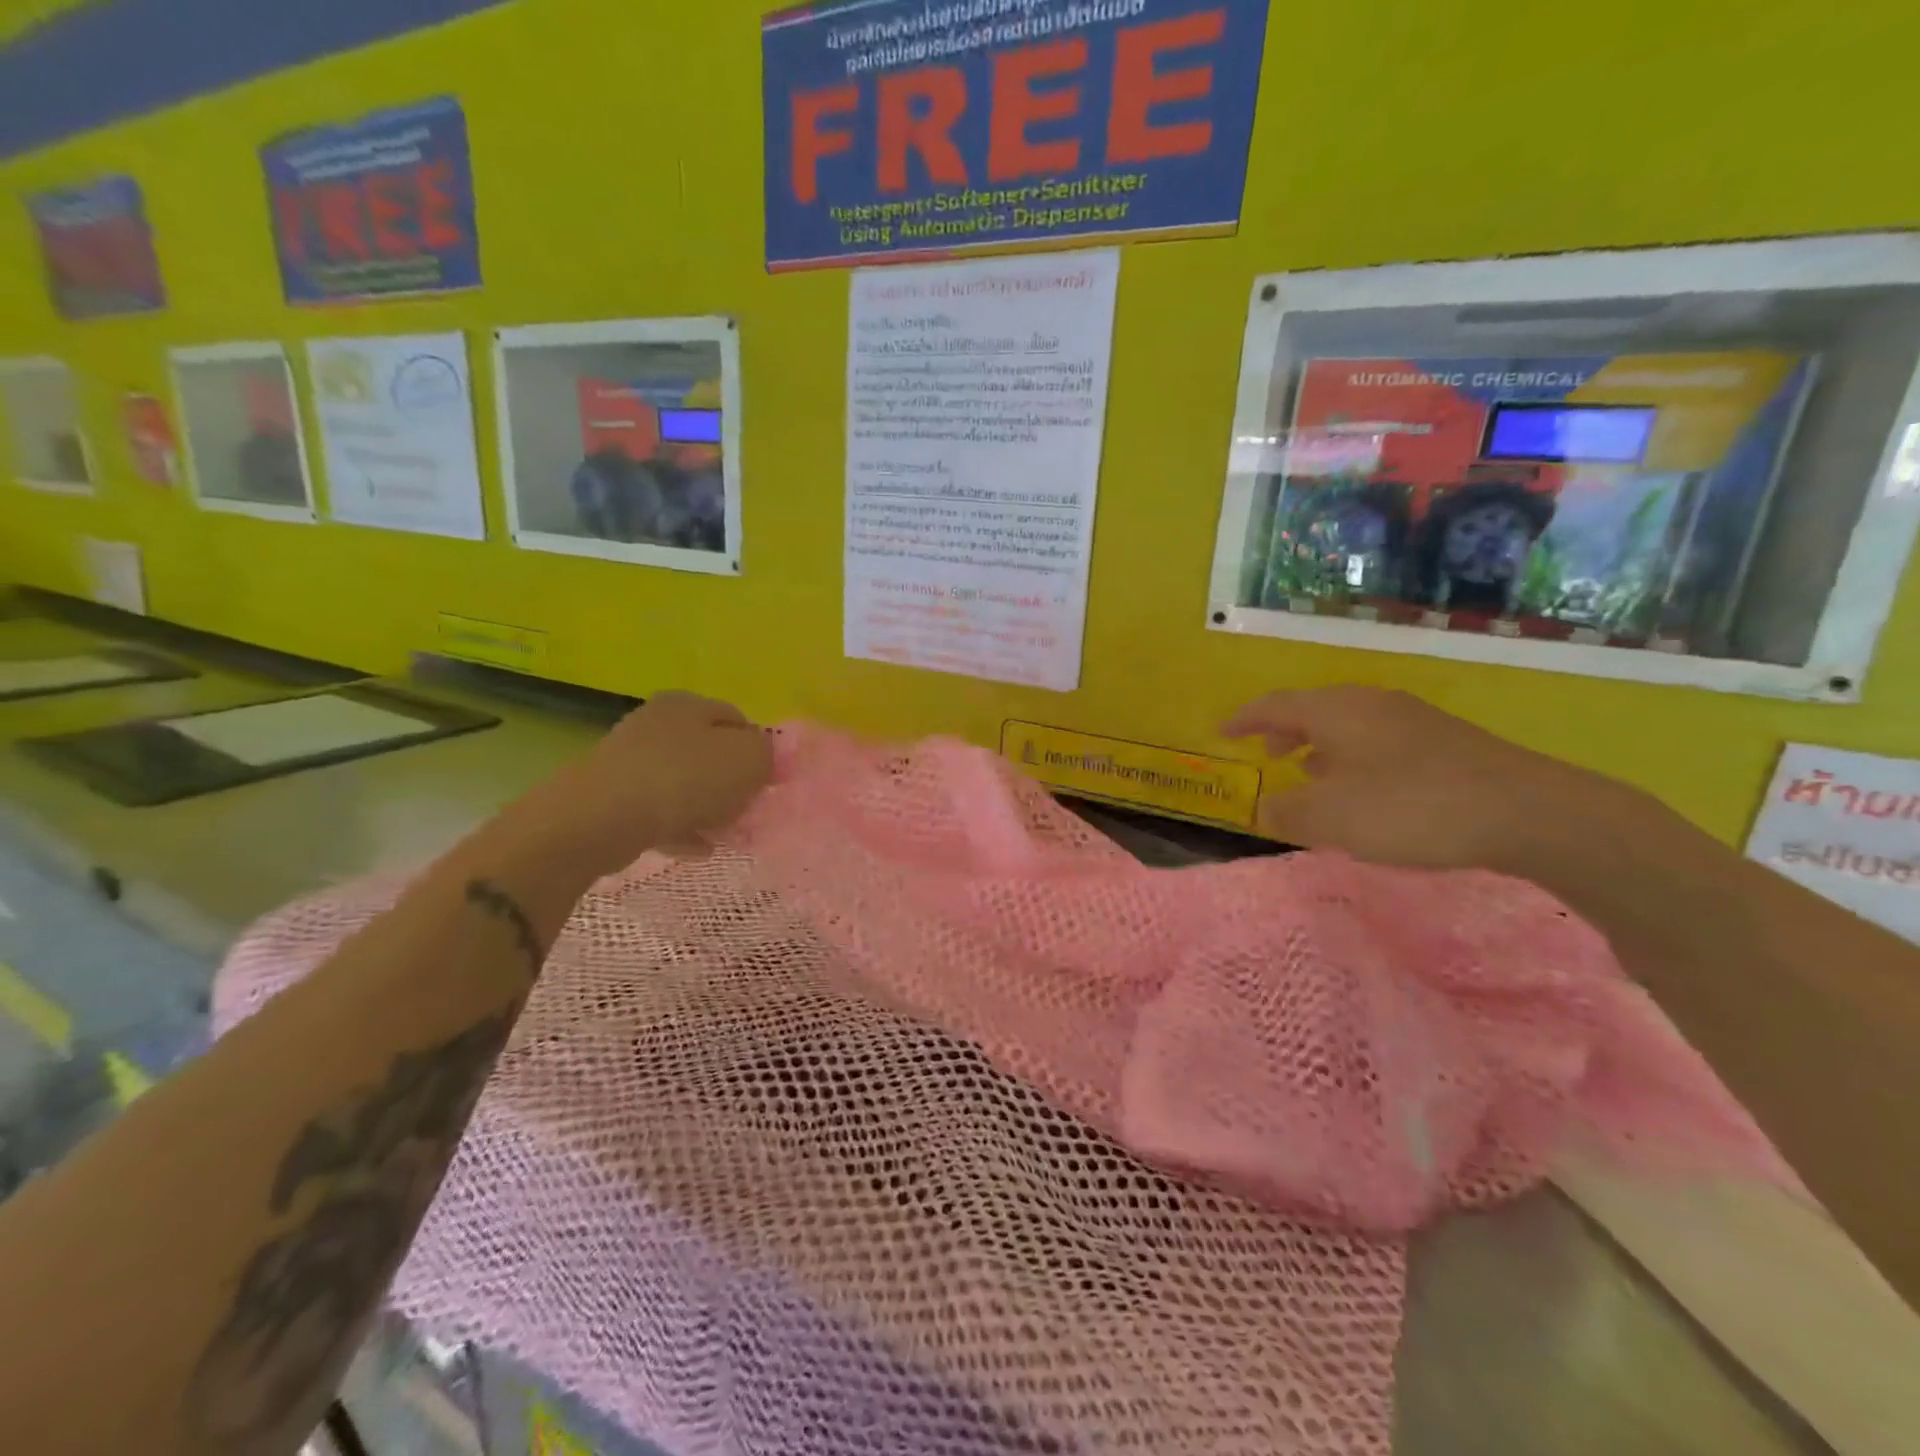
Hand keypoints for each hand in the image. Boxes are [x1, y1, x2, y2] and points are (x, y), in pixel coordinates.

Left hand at [483, 691, 773, 881]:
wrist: (597, 819)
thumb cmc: (682, 780)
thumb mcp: (747, 760)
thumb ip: (767, 755)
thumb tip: (765, 760)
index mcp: (688, 704)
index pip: (740, 721)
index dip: (760, 752)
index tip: (767, 785)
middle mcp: (656, 723)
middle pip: (711, 753)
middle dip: (733, 784)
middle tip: (747, 811)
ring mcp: (630, 759)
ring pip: (685, 783)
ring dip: (709, 808)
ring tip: (725, 835)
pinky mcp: (612, 795)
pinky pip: (659, 809)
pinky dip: (681, 826)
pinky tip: (697, 848)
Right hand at [1221, 685, 1629, 873]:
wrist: (1526, 811)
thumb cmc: (1410, 808)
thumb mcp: (1331, 818)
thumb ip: (1287, 812)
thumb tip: (1265, 806)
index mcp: (1336, 711)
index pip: (1274, 705)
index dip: (1243, 719)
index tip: (1221, 732)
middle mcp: (1370, 703)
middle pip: (1312, 709)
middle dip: (1283, 730)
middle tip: (1266, 754)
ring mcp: (1411, 719)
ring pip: (1347, 724)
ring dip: (1319, 745)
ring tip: (1310, 774)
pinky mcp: (1443, 741)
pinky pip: (1376, 739)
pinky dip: (1352, 756)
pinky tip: (1364, 787)